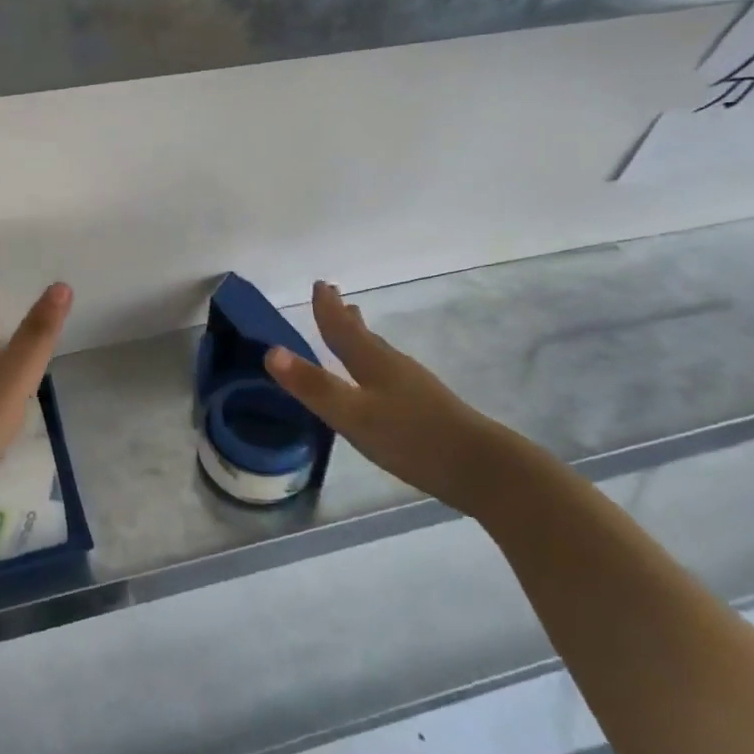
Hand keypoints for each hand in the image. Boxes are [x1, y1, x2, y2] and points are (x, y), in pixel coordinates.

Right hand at [266, 281, 531, 515]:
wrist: (483, 469)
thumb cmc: (412, 438)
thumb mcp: (353, 416)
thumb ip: (313, 386)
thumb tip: (270, 351)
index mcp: (373, 363)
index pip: (343, 329)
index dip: (327, 309)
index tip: (319, 284)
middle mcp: (393, 366)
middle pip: (364, 335)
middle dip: (345, 317)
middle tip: (335, 296)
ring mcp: (414, 386)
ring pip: (380, 352)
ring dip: (363, 336)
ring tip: (356, 325)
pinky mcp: (428, 407)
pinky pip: (391, 371)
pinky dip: (376, 361)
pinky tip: (382, 378)